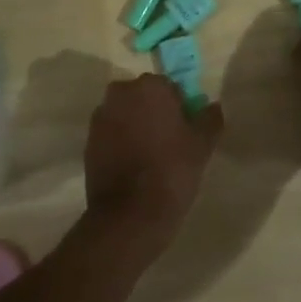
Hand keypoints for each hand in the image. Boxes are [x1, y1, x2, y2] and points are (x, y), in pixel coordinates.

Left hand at [83, 74, 222, 253]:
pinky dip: (121, 142)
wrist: (130, 215)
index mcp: (150, 86)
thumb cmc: (171, 171)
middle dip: (155, 113)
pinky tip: (133, 166)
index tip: (185, 131)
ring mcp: (101, 117)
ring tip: (150, 156)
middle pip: (144, 97)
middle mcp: (121, 93)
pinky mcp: (89, 141)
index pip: (170, 87)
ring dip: (136, 126)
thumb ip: (210, 118)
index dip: (180, 108)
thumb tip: (212, 106)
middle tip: (169, 142)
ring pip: (126, 114)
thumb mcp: (202, 145)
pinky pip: (111, 133)